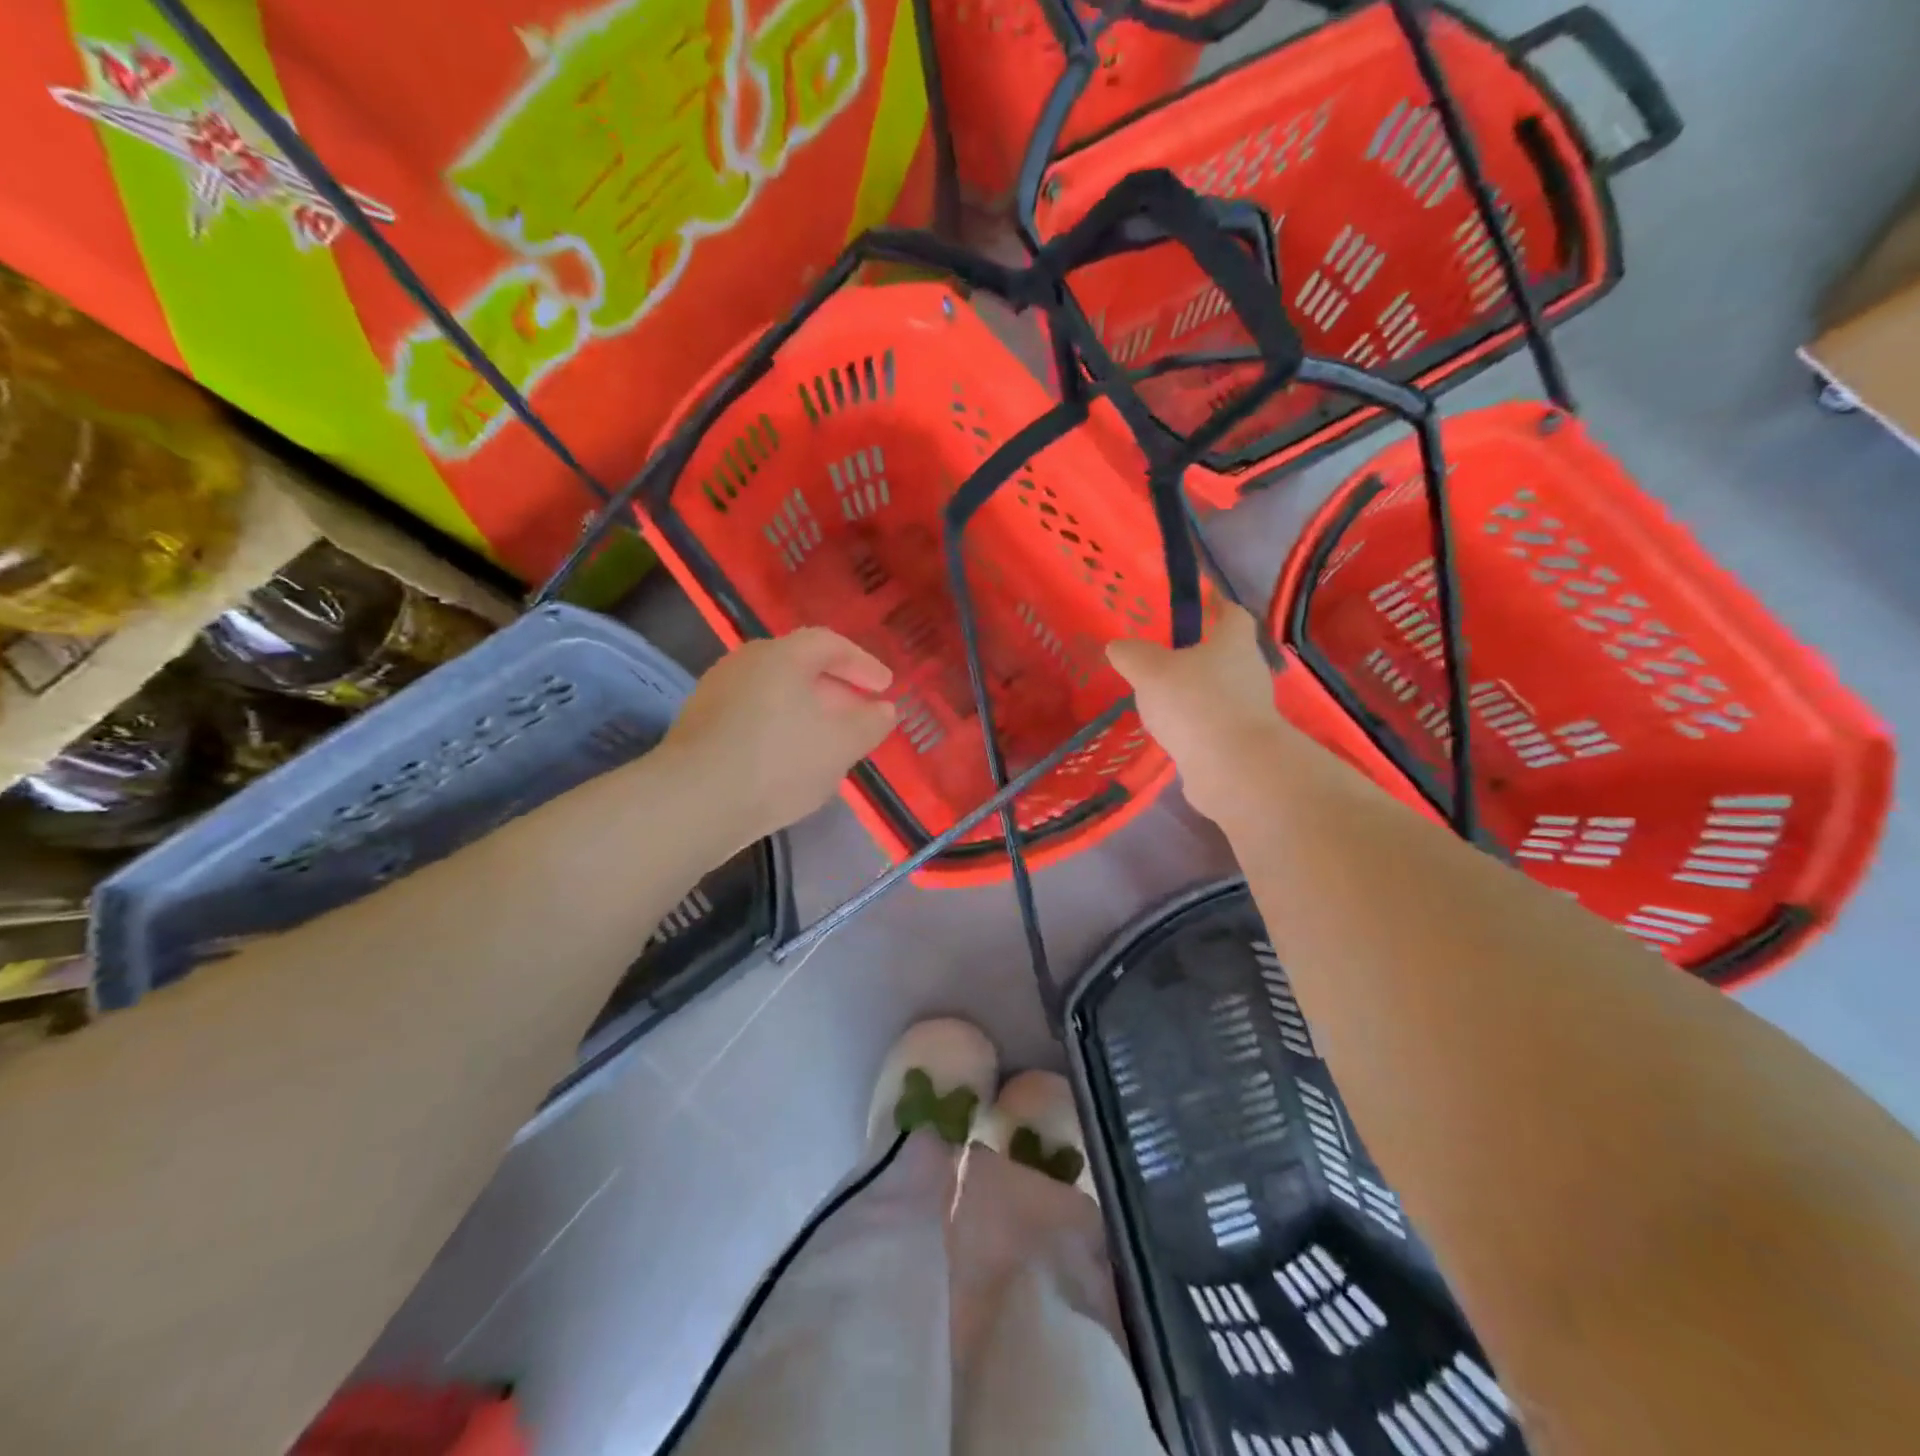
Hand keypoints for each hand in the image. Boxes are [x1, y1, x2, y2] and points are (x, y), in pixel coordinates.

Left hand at [663, 628, 896, 847]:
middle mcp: (746, 662)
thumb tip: (884, 709)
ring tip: (827, 740)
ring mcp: (717, 691)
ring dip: (807, 710)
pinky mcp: (699, 723)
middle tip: (859, 714)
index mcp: (782, 656)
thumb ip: (870, 724)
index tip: (885, 687)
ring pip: (775, 691)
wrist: (693, 801)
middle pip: (800, 665)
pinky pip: (753, 713)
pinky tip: (789, 759)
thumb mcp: (841, 746)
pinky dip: (780, 726)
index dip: (863, 663)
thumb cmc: (778, 762)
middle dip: (836, 688)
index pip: (830, 644)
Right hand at [1106, 602, 1289, 824]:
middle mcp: (1248, 672)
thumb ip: (1132, 655)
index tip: (1194, 606)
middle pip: (1224, 654)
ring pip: (1217, 692)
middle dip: (1197, 654)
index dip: (1214, 606)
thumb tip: (1118, 646)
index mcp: (1233, 643)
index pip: (1232, 613)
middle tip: (1161, 654)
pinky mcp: (1239, 743)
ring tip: (1157, 696)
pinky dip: (1192, 725)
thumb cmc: (1195, 703)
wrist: (1232, 769)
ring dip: (1193, 693)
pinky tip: (1166, 731)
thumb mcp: (1150, 671)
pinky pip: (1211, 725)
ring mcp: (1247, 710)